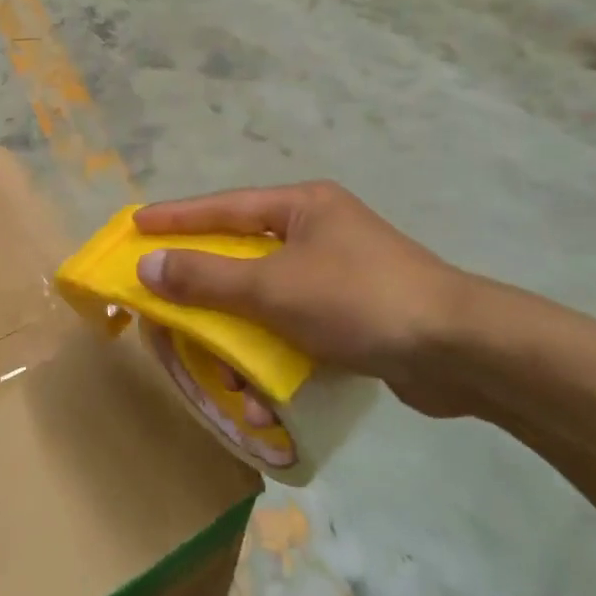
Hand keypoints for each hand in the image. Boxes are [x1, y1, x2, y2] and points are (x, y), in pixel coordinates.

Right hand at [133, 182, 474, 417]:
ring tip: (218, 361)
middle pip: (243, 252)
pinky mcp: (355, 314)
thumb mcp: (273, 287)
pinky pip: (295, 325)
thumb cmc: (359, 300)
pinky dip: (274, 350)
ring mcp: (340, 273)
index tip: (135, 225)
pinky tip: (263, 388)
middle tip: (165, 295)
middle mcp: (320, 231)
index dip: (176, 217)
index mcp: (303, 207)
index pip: (224, 207)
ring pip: (268, 295)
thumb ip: (207, 277)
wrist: (460, 351)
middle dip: (206, 284)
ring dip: (240, 331)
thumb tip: (148, 265)